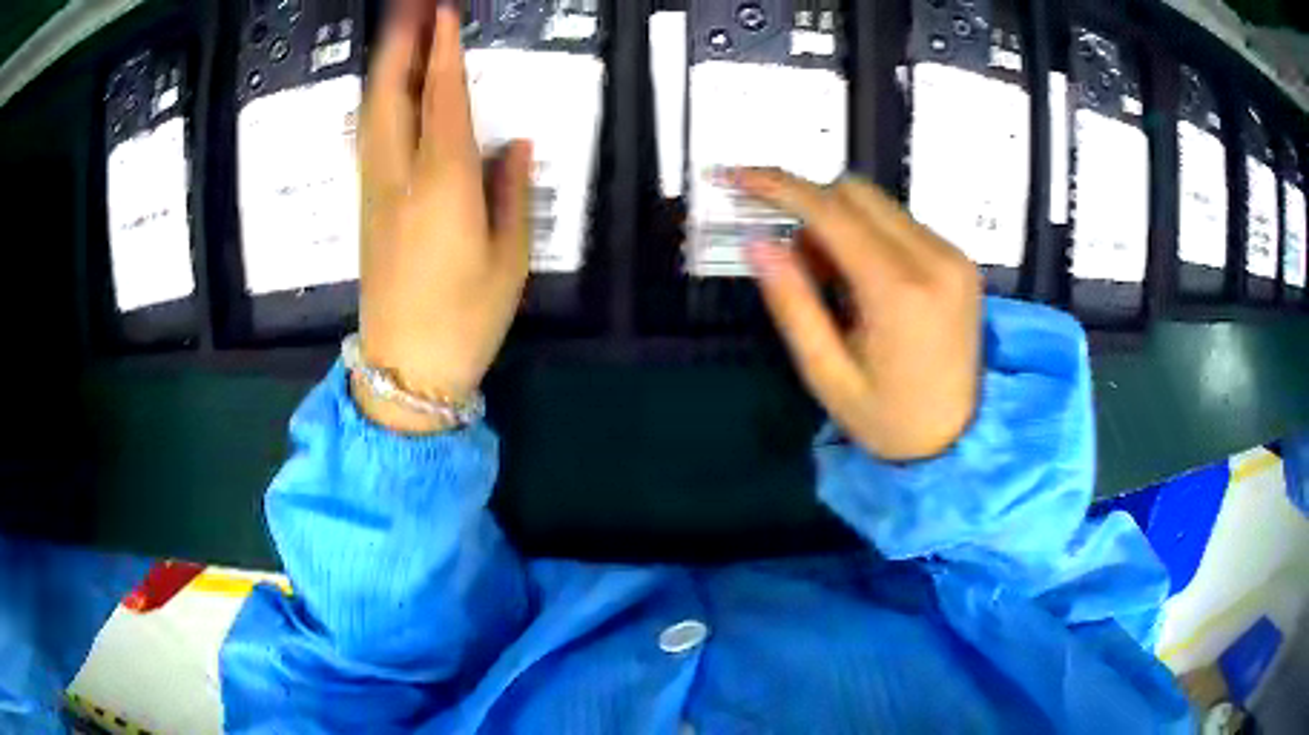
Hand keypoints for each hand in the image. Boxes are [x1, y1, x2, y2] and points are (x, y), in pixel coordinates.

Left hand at [356, 4, 531, 432]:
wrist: (404, 368)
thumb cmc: (465, 318)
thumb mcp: (508, 258)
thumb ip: (512, 192)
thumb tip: (515, 147)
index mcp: (444, 185)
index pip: (442, 99)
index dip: (442, 52)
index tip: (443, 13)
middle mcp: (400, 176)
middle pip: (389, 95)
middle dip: (399, 44)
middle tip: (413, 8)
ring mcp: (375, 191)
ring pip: (372, 114)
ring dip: (384, 67)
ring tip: (400, 35)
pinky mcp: (366, 207)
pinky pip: (369, 137)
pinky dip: (378, 100)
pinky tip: (387, 89)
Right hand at [733, 169, 982, 461]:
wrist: (960, 439)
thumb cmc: (888, 420)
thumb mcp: (827, 375)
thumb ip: (793, 304)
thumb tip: (757, 241)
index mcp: (900, 292)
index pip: (832, 211)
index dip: (778, 187)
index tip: (737, 176)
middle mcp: (934, 258)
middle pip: (855, 192)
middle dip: (810, 208)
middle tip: (797, 262)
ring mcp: (953, 255)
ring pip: (877, 203)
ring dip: (840, 222)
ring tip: (834, 283)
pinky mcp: (960, 259)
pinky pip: (900, 222)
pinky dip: (868, 235)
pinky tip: (866, 282)